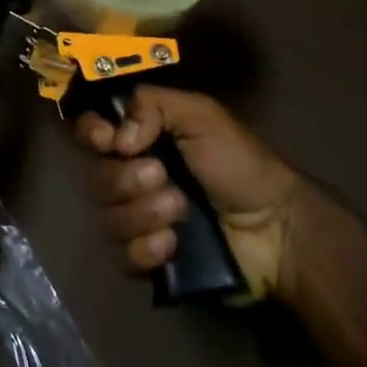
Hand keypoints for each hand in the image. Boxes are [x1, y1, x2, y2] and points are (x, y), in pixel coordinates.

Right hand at [76, 87, 307, 299]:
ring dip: (143, 213)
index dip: (91, 134)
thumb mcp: (201, 115)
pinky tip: (173, 244)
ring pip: (109, 219)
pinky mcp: (152, 260)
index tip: (108, 141)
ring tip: (180, 211)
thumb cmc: (239, 163)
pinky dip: (146, 249)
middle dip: (127, 180)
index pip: (92, 132)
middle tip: (163, 177)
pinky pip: (124, 257)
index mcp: (142, 139)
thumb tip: (117, 138)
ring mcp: (141, 221)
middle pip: (96, 178)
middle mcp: (134, 176)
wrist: (276, 229)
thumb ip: (153, 106)